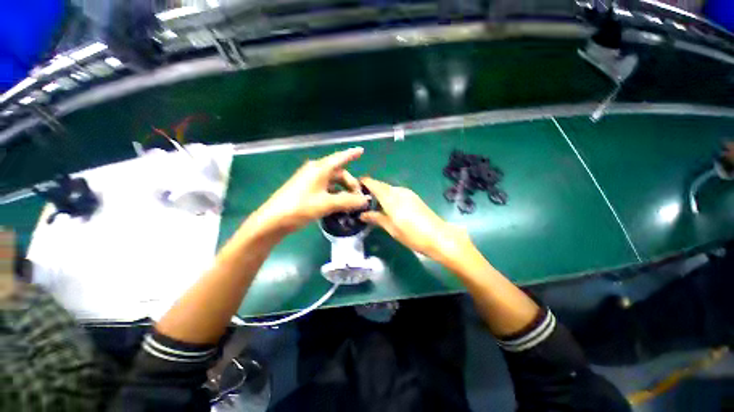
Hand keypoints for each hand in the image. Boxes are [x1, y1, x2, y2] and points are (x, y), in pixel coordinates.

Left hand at [254, 147, 370, 233]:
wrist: (274, 220)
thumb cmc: (300, 207)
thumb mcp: (327, 204)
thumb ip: (348, 201)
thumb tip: (366, 200)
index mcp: (320, 169)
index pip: (340, 158)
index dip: (351, 154)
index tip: (362, 151)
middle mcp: (315, 171)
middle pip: (338, 173)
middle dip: (350, 183)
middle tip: (358, 198)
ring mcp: (310, 180)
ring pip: (333, 182)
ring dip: (343, 190)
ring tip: (351, 204)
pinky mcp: (306, 189)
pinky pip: (326, 188)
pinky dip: (335, 194)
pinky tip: (339, 205)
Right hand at [360, 177, 473, 264]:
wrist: (438, 236)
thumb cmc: (412, 235)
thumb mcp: (391, 228)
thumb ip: (376, 218)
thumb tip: (362, 215)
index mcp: (390, 198)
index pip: (374, 184)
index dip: (364, 182)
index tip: (355, 186)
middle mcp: (398, 191)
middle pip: (381, 185)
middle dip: (371, 188)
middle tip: (362, 198)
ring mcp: (408, 193)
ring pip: (389, 188)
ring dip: (380, 192)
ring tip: (373, 203)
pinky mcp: (414, 197)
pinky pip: (397, 192)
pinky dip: (389, 195)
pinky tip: (388, 205)